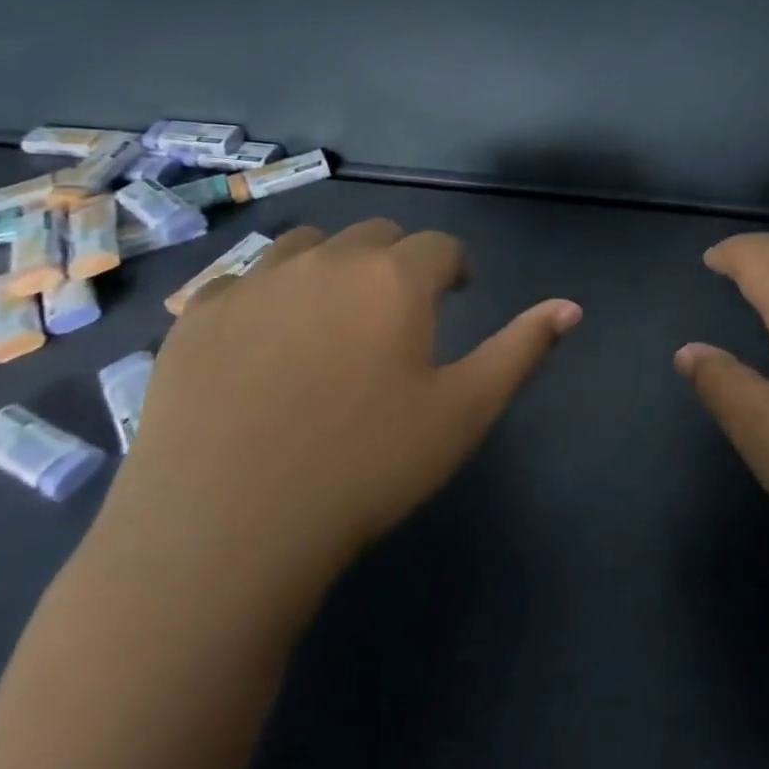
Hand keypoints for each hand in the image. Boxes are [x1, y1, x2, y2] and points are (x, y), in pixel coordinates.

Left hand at [98, 221, 580, 627]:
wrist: (226, 534)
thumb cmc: (365, 469)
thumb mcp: (463, 412)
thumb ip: (521, 349)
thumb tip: (571, 306)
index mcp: (395, 278)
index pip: (441, 246)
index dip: (455, 269)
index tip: (455, 298)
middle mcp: (327, 260)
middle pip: (377, 234)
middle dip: (397, 263)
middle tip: (395, 316)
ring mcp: (254, 282)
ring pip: (310, 245)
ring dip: (333, 266)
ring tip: (331, 318)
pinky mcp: (197, 315)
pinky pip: (244, 278)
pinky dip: (268, 293)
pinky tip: (264, 342)